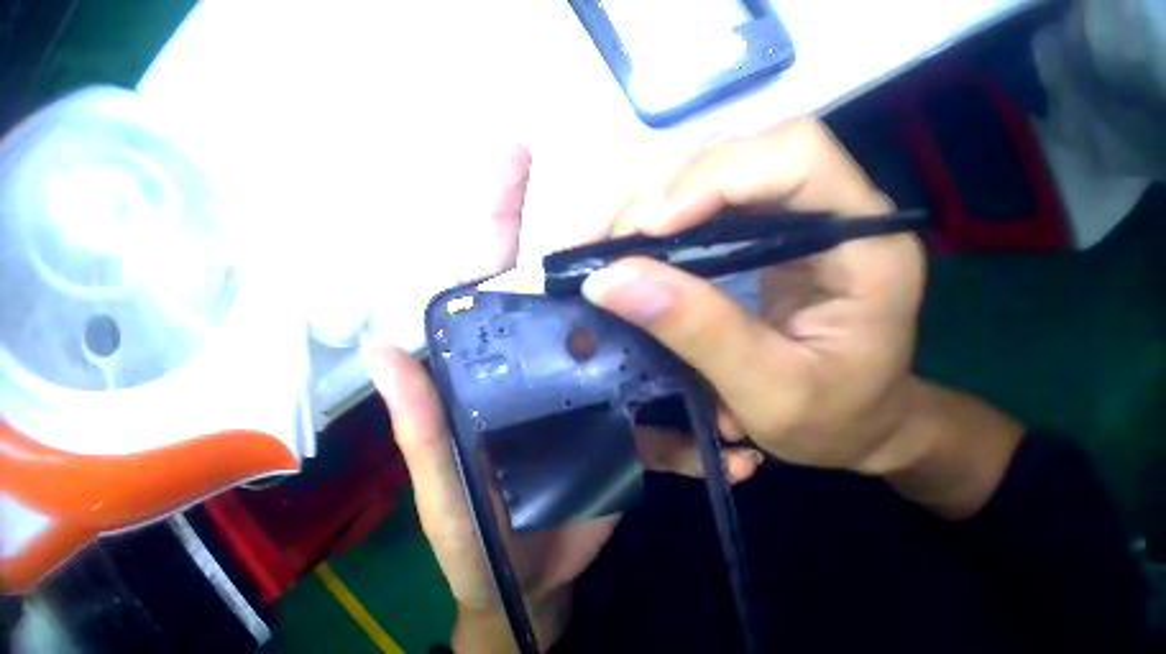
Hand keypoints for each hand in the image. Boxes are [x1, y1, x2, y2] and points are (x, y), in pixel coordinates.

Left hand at [364, 145, 762, 651]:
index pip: (483, 278)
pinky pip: (667, 428)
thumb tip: (381, 345)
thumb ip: (419, 431)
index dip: (495, 210)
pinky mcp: (624, 443)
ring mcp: (588, 405)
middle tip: (669, 237)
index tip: (515, 150)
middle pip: (577, 299)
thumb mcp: (443, 496)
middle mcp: (537, 371)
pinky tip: (736, 456)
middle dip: (619, 264)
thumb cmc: (472, 547)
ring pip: (638, 355)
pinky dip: (702, 441)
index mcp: (484, 374)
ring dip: (686, 356)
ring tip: (730, 360)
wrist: (523, 592)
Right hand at [584, 119, 1022, 516]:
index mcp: (872, 245)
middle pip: (755, 148)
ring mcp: (816, 207)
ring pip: (729, 160)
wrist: (865, 424)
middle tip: (609, 240)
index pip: (801, 155)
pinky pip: (721, 189)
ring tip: (606, 239)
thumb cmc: (837, 422)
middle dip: (674, 184)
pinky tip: (633, 237)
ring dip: (661, 191)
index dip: (723, 171)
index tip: (655, 225)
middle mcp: (848, 207)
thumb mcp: (773, 396)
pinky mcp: (787, 218)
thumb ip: (702, 333)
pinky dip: (670, 208)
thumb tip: (608, 279)